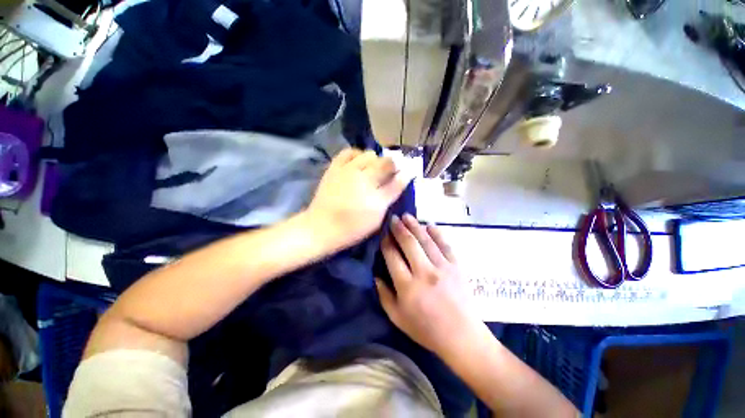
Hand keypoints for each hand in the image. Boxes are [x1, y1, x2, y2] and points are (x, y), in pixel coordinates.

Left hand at [305, 148, 410, 250]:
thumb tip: (404, 177)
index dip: (403, 173)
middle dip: (391, 166)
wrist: (322, 227)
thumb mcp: (377, 216)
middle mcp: (363, 177)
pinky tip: (358, 161)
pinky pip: (348, 152)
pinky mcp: (334, 168)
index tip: (404, 174)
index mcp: (375, 192)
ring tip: (373, 169)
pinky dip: (357, 154)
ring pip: (369, 154)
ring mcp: (347, 170)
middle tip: (388, 174)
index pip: (397, 176)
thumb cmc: (352, 227)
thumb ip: (391, 195)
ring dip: (376, 160)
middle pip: (385, 162)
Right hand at [376, 214, 484, 355]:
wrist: (462, 337)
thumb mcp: (397, 317)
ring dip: (415, 226)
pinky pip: (445, 245)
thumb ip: (384, 295)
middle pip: (409, 243)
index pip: (392, 256)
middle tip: (393, 218)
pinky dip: (437, 233)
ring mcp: (443, 267)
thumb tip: (376, 275)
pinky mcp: (456, 266)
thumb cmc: (426, 329)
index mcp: (407, 286)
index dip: (386, 243)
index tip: (383, 234)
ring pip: (426, 240)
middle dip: (399, 228)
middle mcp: (424, 272)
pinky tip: (429, 225)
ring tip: (407, 216)